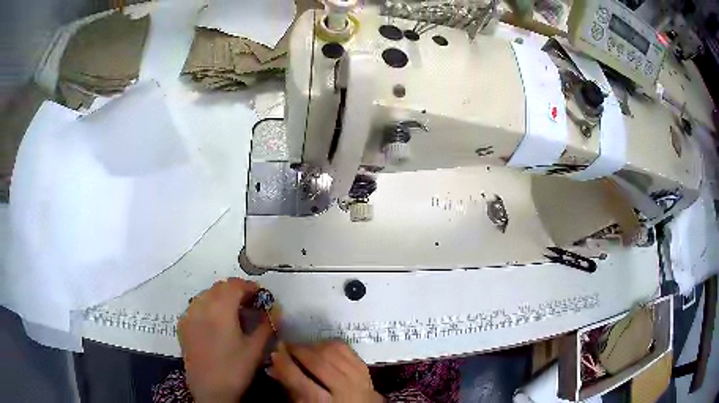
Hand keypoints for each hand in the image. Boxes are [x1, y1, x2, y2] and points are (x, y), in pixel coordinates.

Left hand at [178, 278, 272, 402]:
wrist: (209, 390)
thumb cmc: (235, 369)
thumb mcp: (256, 349)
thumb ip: (267, 325)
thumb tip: (275, 309)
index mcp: (220, 309)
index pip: (235, 284)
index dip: (249, 286)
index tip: (261, 296)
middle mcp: (201, 305)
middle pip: (220, 287)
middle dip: (236, 291)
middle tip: (249, 305)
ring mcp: (189, 314)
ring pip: (206, 294)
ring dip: (221, 297)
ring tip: (232, 313)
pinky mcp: (182, 325)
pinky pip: (196, 306)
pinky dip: (207, 306)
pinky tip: (214, 323)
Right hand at [268, 341, 383, 402]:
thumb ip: (290, 387)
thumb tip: (274, 366)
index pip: (300, 380)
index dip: (284, 364)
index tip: (274, 354)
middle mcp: (344, 389)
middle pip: (318, 363)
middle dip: (298, 350)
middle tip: (285, 346)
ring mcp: (358, 378)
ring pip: (332, 352)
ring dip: (312, 346)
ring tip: (301, 348)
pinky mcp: (365, 369)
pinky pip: (345, 349)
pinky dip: (329, 344)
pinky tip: (319, 347)